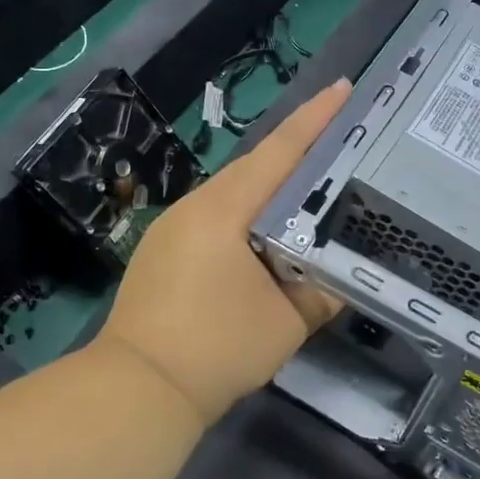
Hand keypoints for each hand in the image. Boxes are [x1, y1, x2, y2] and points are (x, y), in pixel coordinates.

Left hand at [100, 78, 352, 425]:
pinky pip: (217, 214)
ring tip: (313, 182)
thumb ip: (322, 293)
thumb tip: (343, 279)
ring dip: (273, 183)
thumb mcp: (286, 324)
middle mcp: (196, 206)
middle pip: (256, 165)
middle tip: (340, 136)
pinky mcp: (165, 249)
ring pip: (235, 191)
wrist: (136, 390)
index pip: (279, 153)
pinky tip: (269, 229)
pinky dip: (250, 211)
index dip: (315, 119)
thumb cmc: (216, 350)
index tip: (343, 88)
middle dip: (298, 147)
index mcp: (225, 210)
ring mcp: (174, 226)